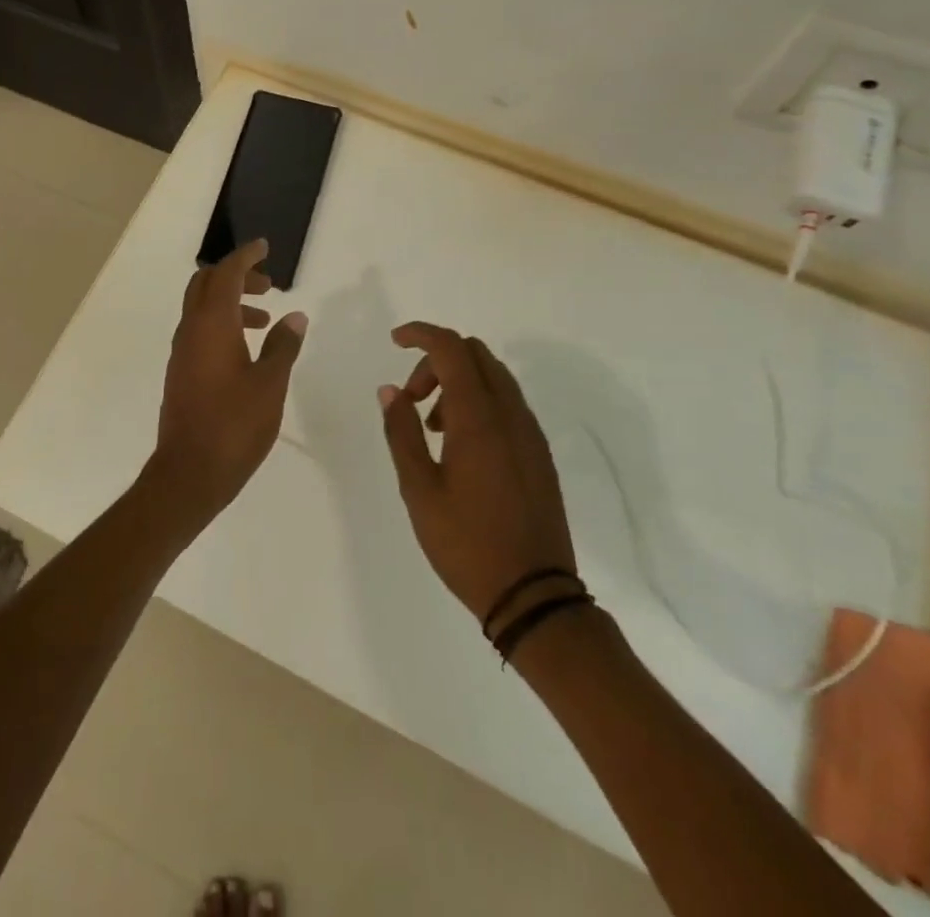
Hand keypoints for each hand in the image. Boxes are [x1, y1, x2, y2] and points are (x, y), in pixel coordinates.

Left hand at [145, 239, 308, 529]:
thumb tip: (294, 317)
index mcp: (212, 325)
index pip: (226, 274)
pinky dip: (222, 323)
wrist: (189, 473)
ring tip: (265, 319)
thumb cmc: (234, 426)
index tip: (264, 247)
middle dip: (236, 275)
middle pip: (207, 284)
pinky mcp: (181, 371)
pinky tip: (246, 348)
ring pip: (202, 307)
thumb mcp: (270, 384)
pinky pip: (200, 330)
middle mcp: (191, 330)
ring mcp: (182, 351)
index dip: (245, 256)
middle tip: (268, 284)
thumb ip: (283, 346)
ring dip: (231, 301)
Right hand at [377, 322, 577, 622]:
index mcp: (479, 418)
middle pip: (475, 354)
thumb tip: (391, 389)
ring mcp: (529, 433)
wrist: (534, 596)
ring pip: (493, 377)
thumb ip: (402, 432)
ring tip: (432, 427)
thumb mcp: (419, 490)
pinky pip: (507, 404)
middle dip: (437, 360)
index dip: (421, 333)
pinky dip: (478, 402)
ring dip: (458, 382)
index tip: (394, 340)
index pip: (451, 348)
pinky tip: (460, 444)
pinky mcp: (539, 453)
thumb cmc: (467, 543)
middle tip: (411, 396)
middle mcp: (510, 415)